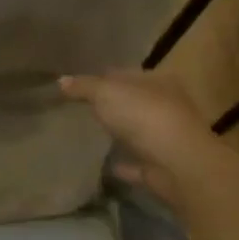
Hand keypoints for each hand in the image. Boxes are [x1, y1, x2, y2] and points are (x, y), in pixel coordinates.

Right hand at [58, 69, 217, 203]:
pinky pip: (138, 162)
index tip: (77, 86)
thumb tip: (60, 81)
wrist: (178, 164)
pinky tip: (105, 163)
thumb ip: (83, 86)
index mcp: (158, 81)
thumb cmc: (144, 116)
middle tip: (80, 109)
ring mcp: (167, 138)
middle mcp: (168, 106)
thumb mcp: (106, 92)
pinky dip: (124, 163)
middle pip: (133, 102)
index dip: (101, 77)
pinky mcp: (162, 166)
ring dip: (120, 133)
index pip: (125, 74)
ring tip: (90, 134)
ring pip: (138, 131)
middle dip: (111, 105)